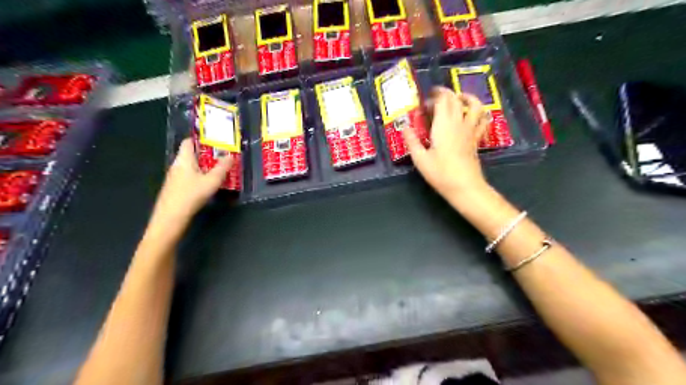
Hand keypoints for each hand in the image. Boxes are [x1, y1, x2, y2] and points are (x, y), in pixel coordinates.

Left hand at [151, 139, 232, 221]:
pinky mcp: (175, 189)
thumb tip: (231, 156)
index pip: (189, 142)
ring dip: (204, 167)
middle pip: (191, 155)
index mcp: (184, 159)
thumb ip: (222, 168)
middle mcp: (177, 165)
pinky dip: (199, 176)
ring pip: (191, 167)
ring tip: (220, 169)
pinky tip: (209, 184)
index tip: (215, 140)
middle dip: (207, 154)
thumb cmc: (191, 195)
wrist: (171, 217)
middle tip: (223, 156)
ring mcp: (174, 178)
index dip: (201, 139)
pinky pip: (189, 177)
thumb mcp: (212, 181)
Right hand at [403, 86, 490, 201]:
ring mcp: (470, 130)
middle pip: (456, 99)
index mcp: (443, 125)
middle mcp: (459, 123)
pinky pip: (482, 120)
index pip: (442, 100)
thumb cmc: (440, 173)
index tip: (425, 102)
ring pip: (475, 105)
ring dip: (467, 97)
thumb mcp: (420, 159)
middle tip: (435, 100)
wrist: (464, 186)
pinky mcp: (476, 139)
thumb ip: (412, 141)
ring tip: (459, 99)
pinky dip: (479, 113)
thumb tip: (404, 127)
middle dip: (446, 94)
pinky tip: (473, 116)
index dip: (434, 96)